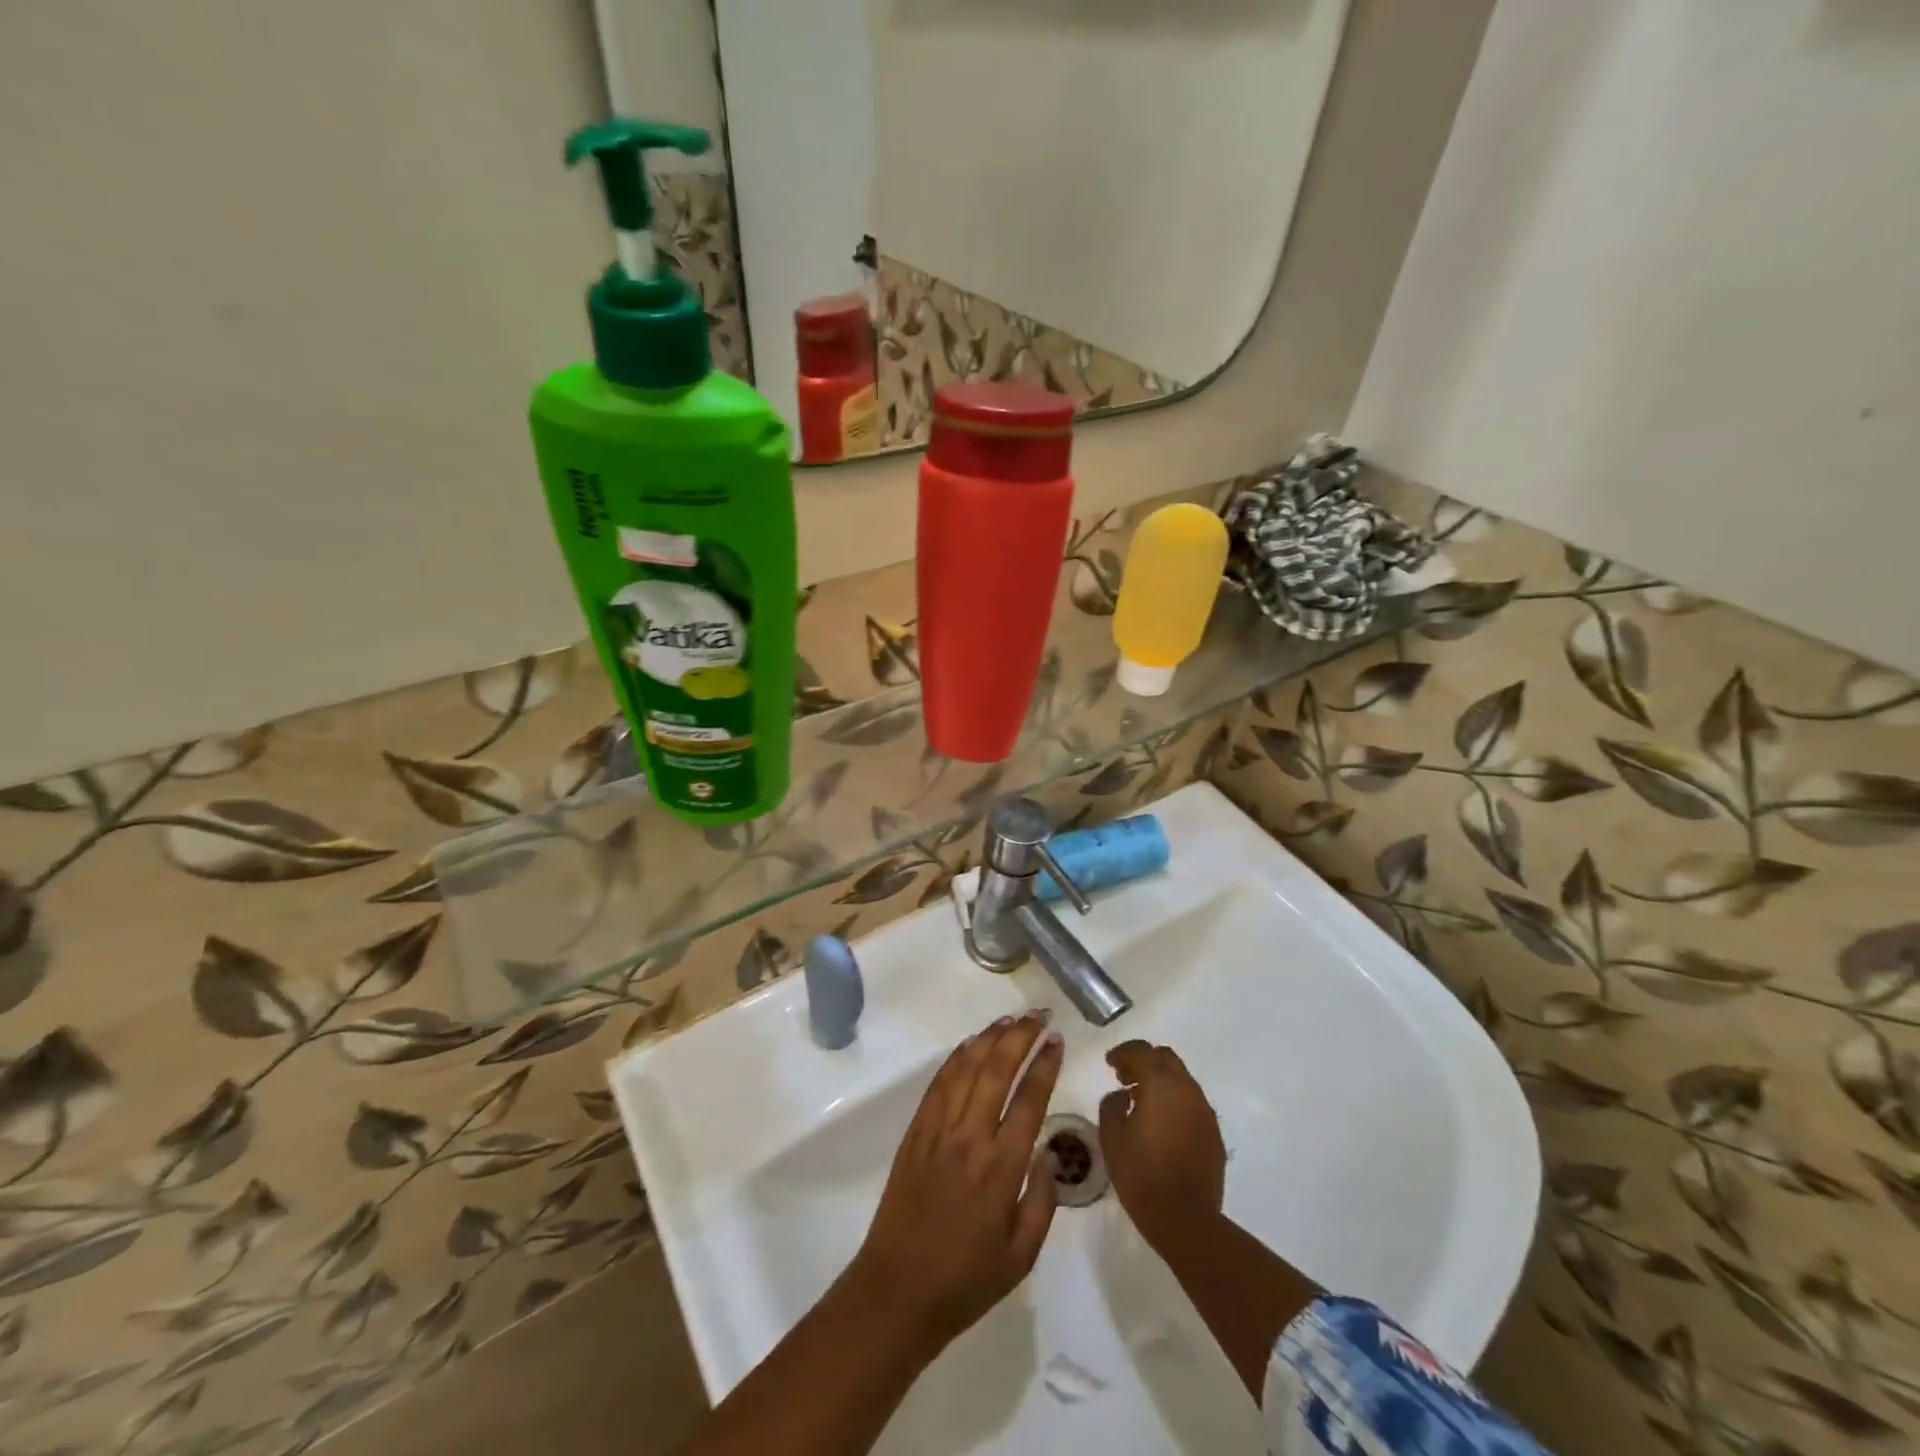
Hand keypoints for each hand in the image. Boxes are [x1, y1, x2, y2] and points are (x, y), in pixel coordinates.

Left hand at [847, 1013, 1063, 1352]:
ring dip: (989, 1039)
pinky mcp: (915, 1133)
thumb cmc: (966, 1280)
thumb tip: (1049, 1154)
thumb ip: (1043, 1201)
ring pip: (966, 1070)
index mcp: (1001, 1169)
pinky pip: (938, 1085)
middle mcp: (970, 1139)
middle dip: (1020, 1038)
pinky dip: (956, 1059)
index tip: (1056, 1041)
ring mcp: (938, 1132)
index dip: (1044, 1066)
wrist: (898, 1291)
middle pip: (997, 1072)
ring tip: (1009, 1019)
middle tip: (1038, 1016)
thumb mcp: (1021, 1256)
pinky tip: (969, 1045)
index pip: (1029, 1101)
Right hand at [1098, 1040, 1226, 1252]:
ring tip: (1141, 1101)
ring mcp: (1205, 1112)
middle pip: (1166, 1058)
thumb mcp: (1112, 1137)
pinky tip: (1162, 1124)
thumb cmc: (1142, 1175)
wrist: (1186, 1221)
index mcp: (1162, 1084)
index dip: (1123, 1053)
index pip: (1142, 1052)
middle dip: (1144, 1061)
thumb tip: (1121, 1095)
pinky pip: (1192, 1104)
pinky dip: (1175, 1102)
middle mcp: (1188, 1090)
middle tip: (1125, 1078)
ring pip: (1182, 1080)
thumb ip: (1111, 1105)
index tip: (1109, 1063)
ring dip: (1161, 1081)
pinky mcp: (1215, 1134)